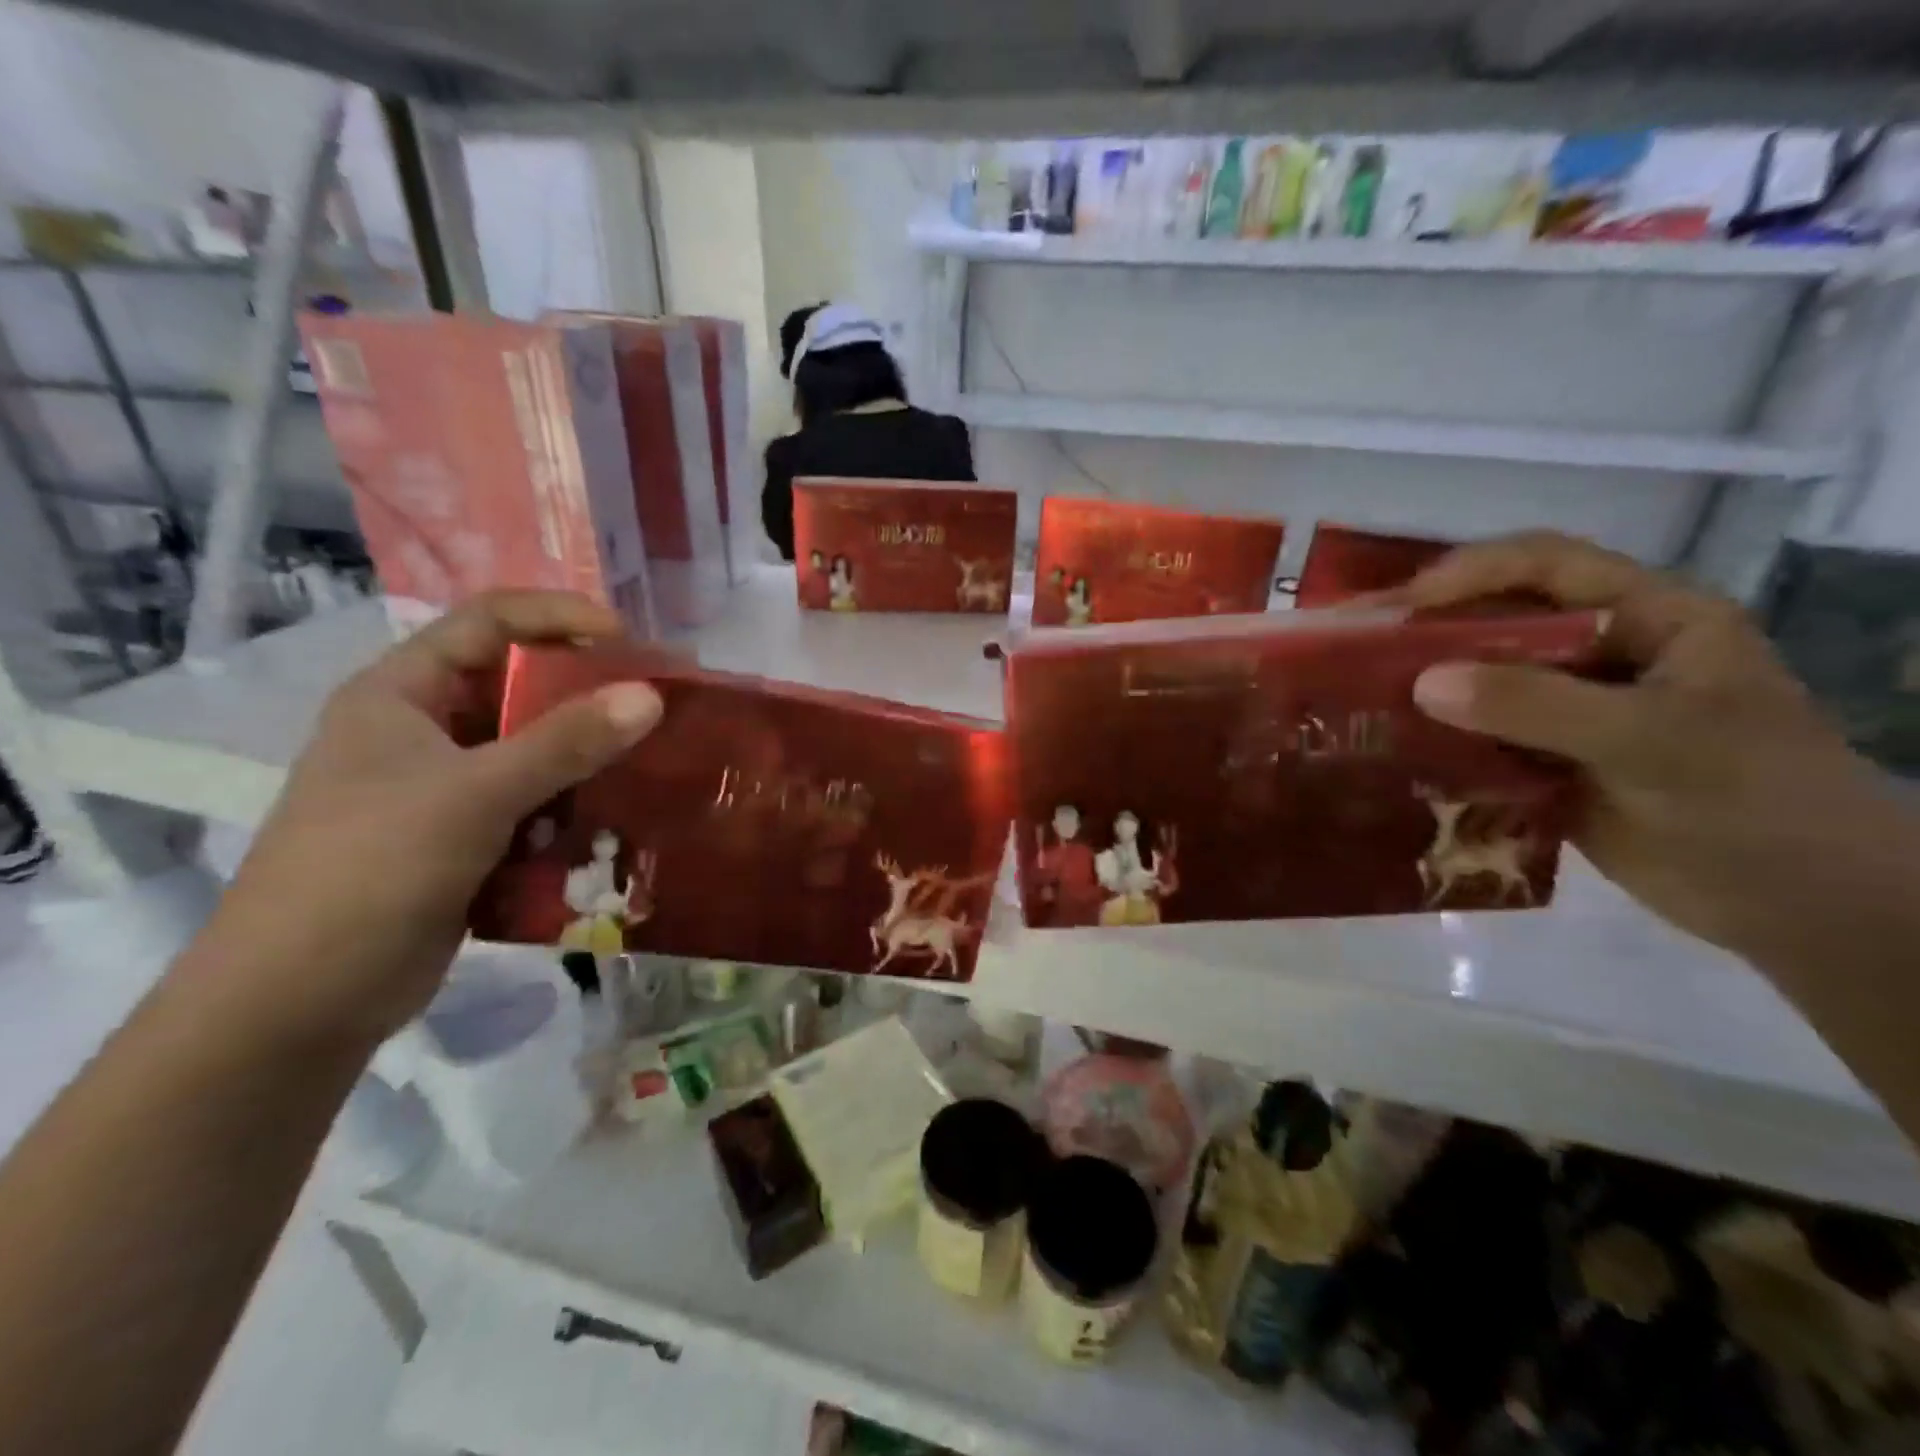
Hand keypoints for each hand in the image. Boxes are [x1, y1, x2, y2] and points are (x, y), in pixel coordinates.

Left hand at [175, 592, 662, 1054]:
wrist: (299, 1004)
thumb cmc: (370, 872)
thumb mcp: (473, 795)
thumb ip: (565, 742)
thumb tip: (652, 694)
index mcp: (401, 694)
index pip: (489, 622)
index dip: (559, 617)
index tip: (629, 641)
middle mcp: (424, 731)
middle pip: (519, 686)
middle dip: (589, 692)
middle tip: (659, 702)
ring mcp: (445, 789)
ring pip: (534, 750)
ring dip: (589, 755)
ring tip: (652, 760)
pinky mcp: (466, 839)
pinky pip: (536, 803)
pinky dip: (576, 806)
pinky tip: (619, 818)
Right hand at [1398, 533, 1917, 976]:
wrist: (1800, 906)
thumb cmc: (1752, 801)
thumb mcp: (1653, 741)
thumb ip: (1538, 706)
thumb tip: (1422, 683)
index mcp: (1648, 619)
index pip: (1547, 564)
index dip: (1472, 572)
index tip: (1402, 606)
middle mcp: (1602, 654)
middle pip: (1501, 620)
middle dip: (1430, 633)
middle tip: (1356, 653)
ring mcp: (1573, 711)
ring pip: (1483, 682)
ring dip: (1427, 690)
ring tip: (1359, 701)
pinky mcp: (1549, 761)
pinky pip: (1481, 739)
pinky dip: (1439, 743)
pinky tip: (1394, 752)